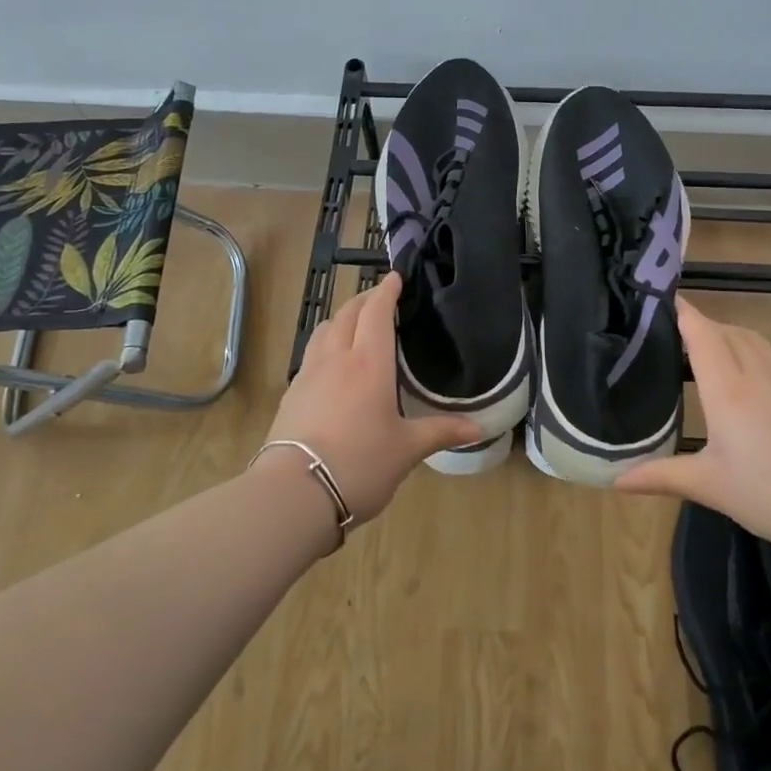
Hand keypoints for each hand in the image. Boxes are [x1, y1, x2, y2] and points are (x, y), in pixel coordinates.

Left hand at [262, 272, 482, 526]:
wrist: (295, 493)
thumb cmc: (360, 464)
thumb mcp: (407, 450)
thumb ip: (441, 432)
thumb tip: (479, 429)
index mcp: (369, 363)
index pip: (376, 312)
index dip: (386, 291)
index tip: (395, 277)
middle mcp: (336, 359)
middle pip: (347, 314)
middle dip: (364, 299)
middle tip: (380, 299)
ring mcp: (309, 375)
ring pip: (324, 330)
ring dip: (341, 318)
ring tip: (354, 325)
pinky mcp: (291, 394)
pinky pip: (311, 354)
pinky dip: (325, 344)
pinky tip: (332, 364)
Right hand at [615, 297, 770, 547]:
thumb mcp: (711, 487)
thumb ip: (661, 476)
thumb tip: (616, 480)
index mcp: (728, 389)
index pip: (701, 332)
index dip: (680, 311)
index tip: (652, 300)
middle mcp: (756, 372)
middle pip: (723, 329)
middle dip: (696, 323)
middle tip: (663, 332)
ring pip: (748, 338)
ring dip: (722, 333)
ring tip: (696, 350)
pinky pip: (766, 354)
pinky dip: (744, 349)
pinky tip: (737, 378)